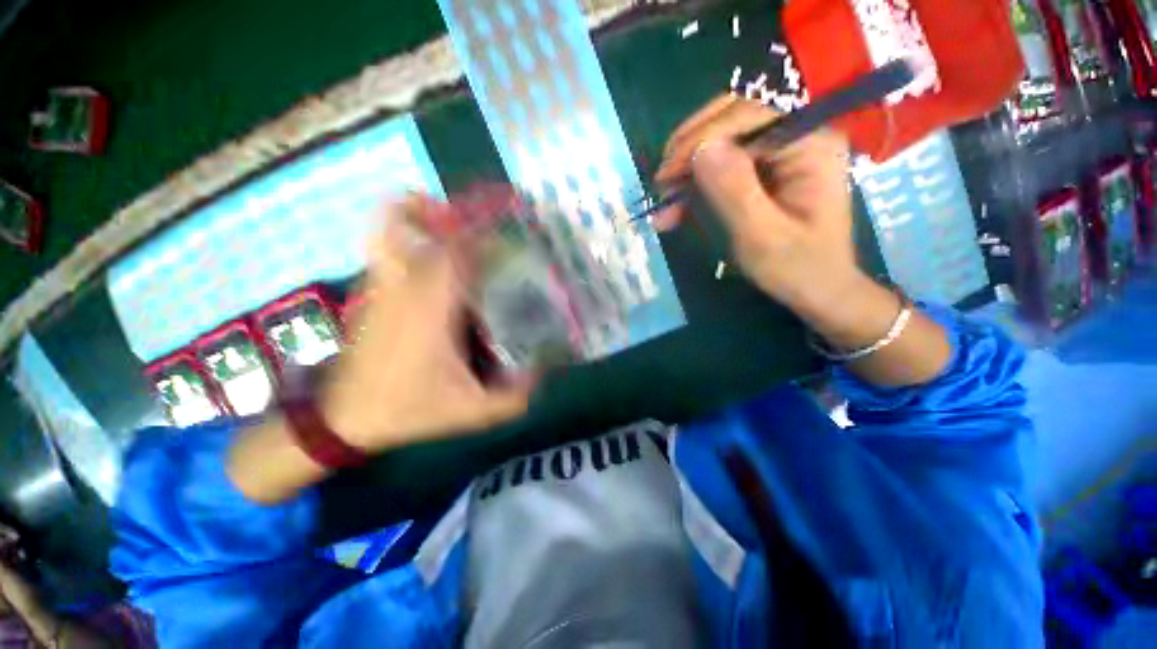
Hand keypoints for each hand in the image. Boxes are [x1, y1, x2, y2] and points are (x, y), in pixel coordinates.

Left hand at [321, 195, 534, 451]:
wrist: (345, 418)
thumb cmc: (410, 409)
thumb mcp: (471, 411)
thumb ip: (512, 397)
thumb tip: (543, 373)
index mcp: (432, 312)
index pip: (456, 255)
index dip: (483, 237)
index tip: (509, 234)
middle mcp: (406, 288)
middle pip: (424, 229)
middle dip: (458, 216)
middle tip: (489, 219)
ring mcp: (383, 286)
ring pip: (392, 227)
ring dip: (424, 213)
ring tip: (454, 216)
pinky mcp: (373, 291)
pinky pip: (385, 245)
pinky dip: (404, 228)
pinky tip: (429, 243)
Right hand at [654, 95, 862, 322]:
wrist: (818, 288)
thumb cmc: (796, 267)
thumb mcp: (762, 235)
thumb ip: (734, 190)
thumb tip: (700, 149)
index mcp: (810, 142)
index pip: (748, 114)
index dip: (701, 138)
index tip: (665, 174)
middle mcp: (798, 133)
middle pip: (733, 120)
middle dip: (690, 150)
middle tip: (661, 183)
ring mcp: (782, 150)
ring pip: (723, 142)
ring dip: (688, 172)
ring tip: (663, 205)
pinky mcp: (767, 169)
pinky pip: (724, 166)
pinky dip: (697, 187)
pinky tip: (676, 211)